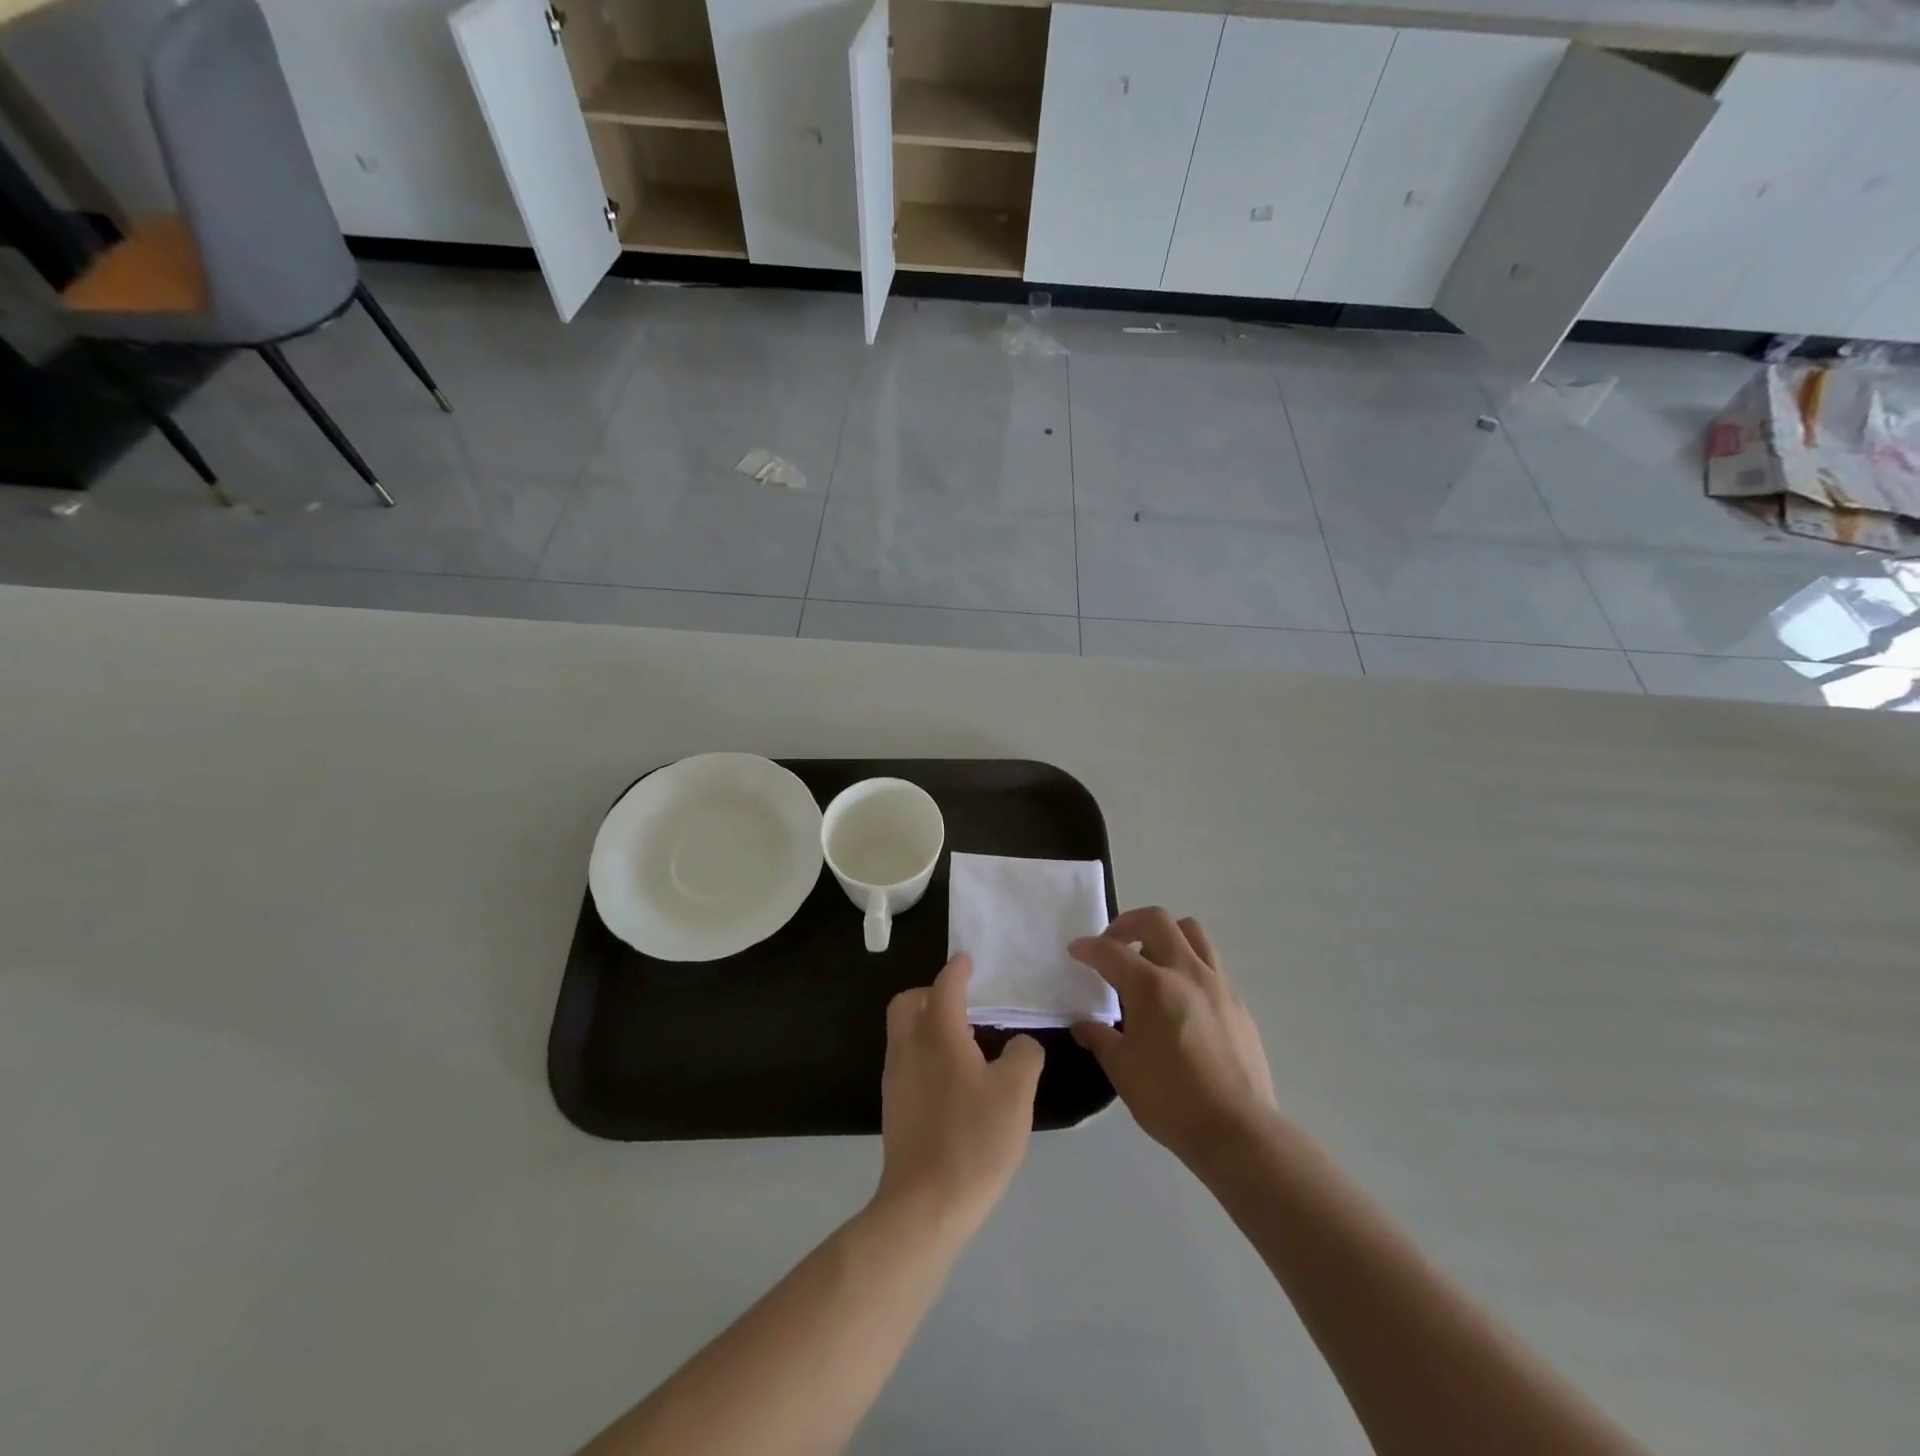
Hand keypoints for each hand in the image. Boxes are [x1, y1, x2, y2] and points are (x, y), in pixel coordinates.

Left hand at [876, 953, 1044, 1232]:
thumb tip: (1020, 1045)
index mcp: (938, 1035)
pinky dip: (925, 1053)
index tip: (966, 960)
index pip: (944, 987)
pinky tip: (953, 1079)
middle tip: (961, 1002)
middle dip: (930, 993)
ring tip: (964, 1042)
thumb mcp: (1016, 1093)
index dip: (956, 970)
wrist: (925, 1205)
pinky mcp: (894, 1108)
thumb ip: (1024, 1056)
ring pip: (904, 1033)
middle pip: (907, 1004)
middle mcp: (909, 1048)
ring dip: (927, 1024)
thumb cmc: (974, 1139)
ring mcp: (896, 1079)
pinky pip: (906, 1061)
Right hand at [1069, 908, 1278, 1169]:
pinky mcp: (1237, 1002)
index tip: (1076, 951)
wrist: (1237, 1131)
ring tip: (1150, 960)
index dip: (1088, 948)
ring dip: (1165, 935)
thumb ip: (1100, 1038)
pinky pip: (1210, 963)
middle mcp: (1185, 972)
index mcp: (1151, 987)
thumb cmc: (1171, 1100)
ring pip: (1191, 932)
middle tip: (1113, 945)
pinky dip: (1188, 964)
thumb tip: (1083, 1026)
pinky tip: (1180, 996)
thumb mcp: (1122, 1070)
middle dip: (1127, 924)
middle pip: (1156, 920)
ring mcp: (1217, 984)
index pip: (1111, 951)